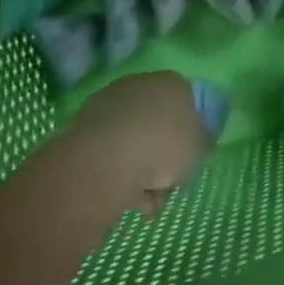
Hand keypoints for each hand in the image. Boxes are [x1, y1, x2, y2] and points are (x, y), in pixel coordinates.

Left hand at [66, 70, 210, 216]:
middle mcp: (140, 85)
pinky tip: (121, 198)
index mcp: (173, 83)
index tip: (189, 157)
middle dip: (161, 153)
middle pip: (157, 122)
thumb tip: (197, 139)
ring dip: (139, 169)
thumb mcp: (199, 148)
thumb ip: (202, 140)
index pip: (187, 102)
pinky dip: (115, 173)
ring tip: (144, 202)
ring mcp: (107, 104)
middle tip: (166, 183)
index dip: (190, 132)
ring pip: (132, 140)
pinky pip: (108, 153)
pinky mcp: (80, 127)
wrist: (103, 161)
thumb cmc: (162, 148)